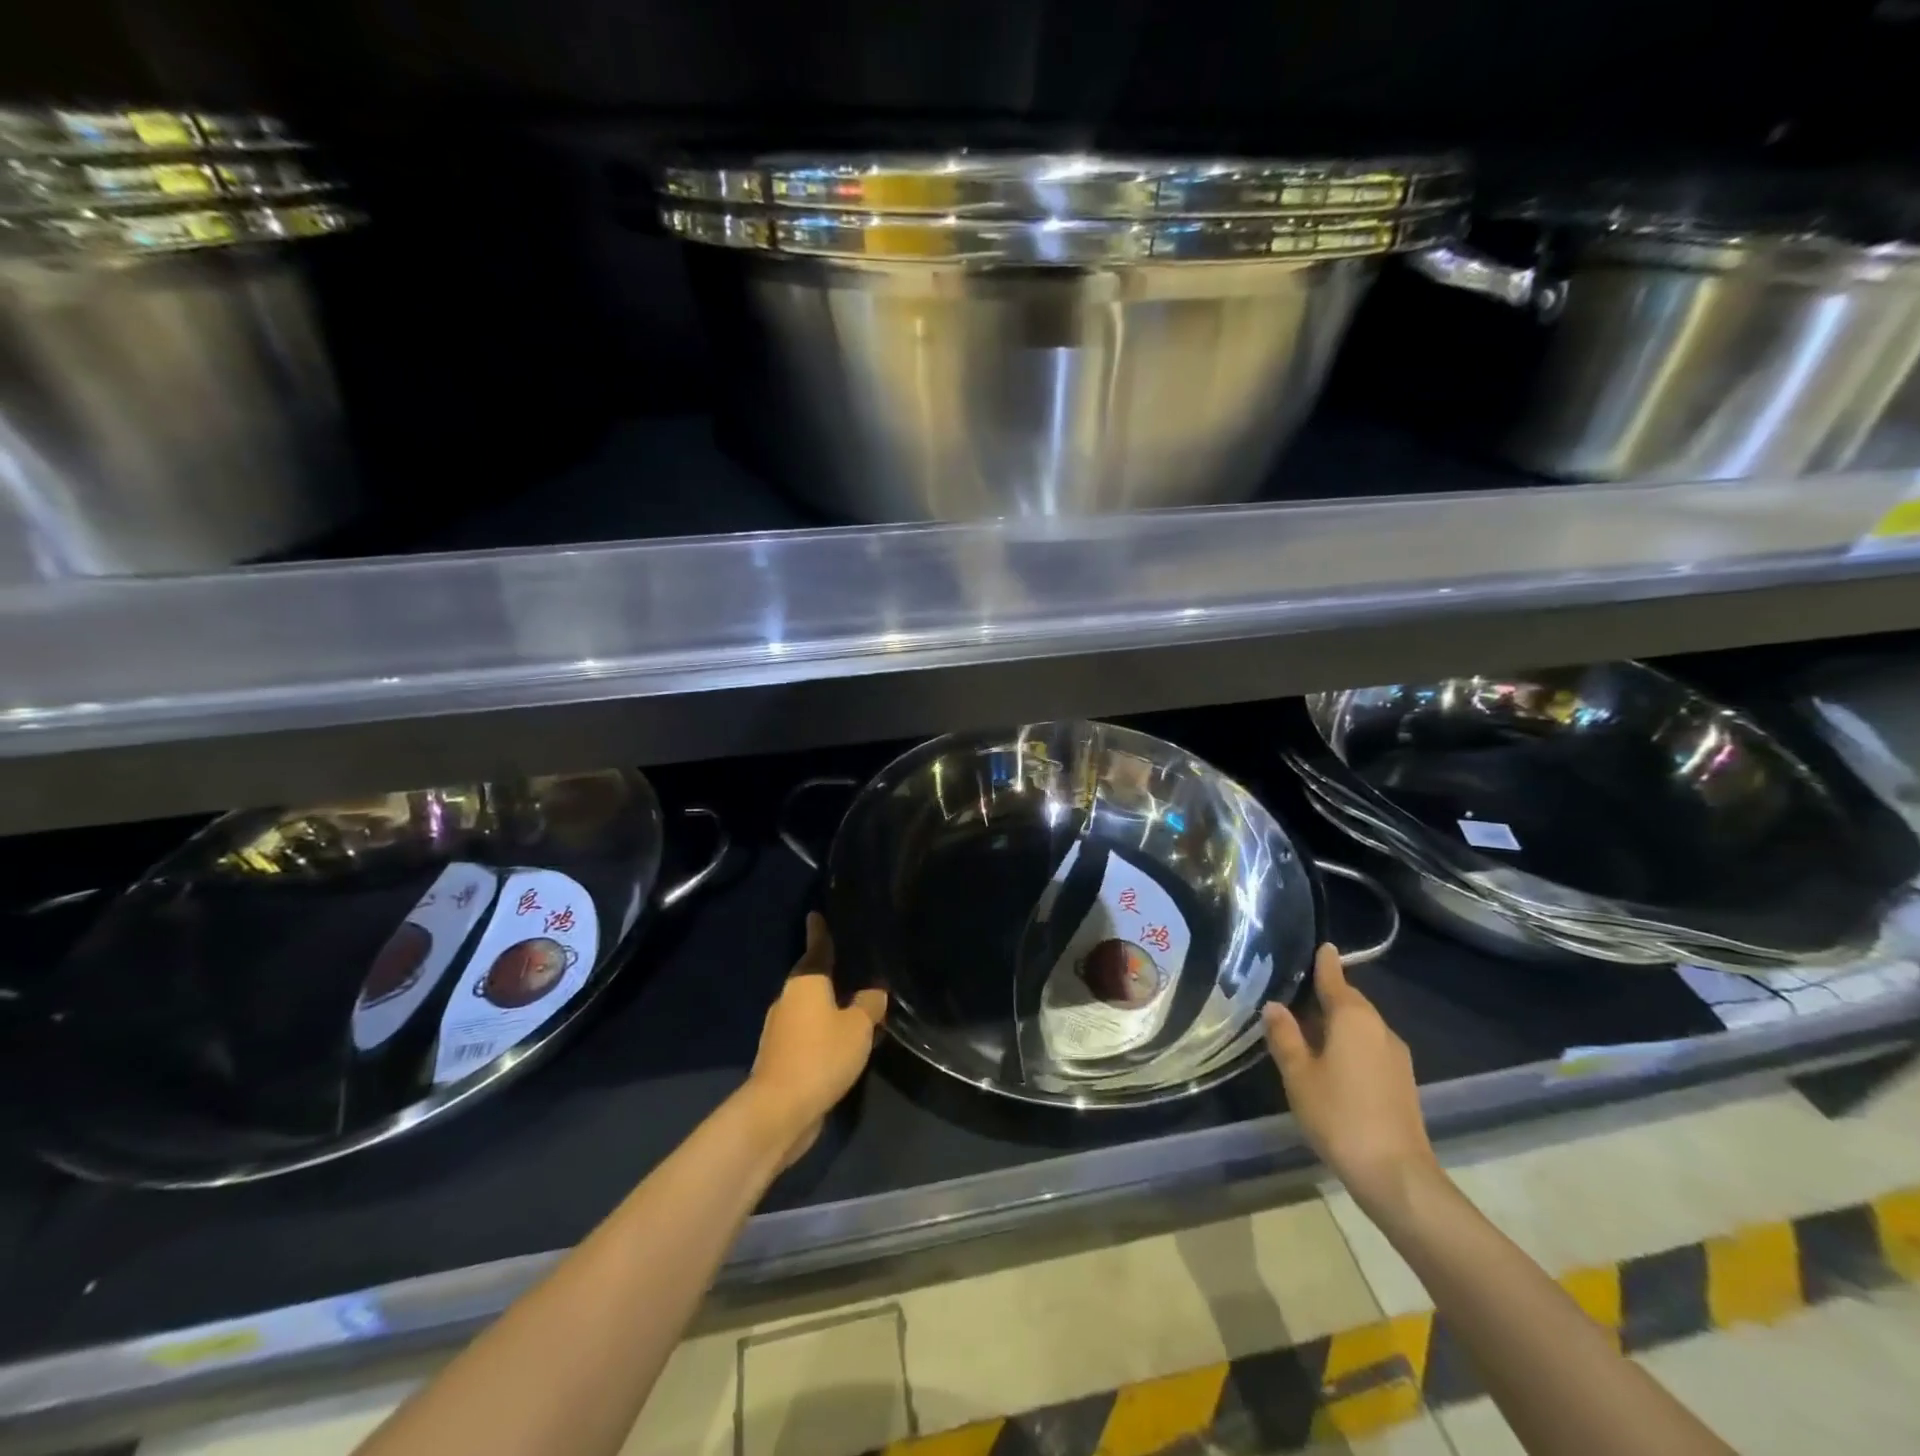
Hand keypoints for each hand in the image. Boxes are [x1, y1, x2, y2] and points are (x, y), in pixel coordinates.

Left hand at [747, 913, 887, 1167]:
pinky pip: (808, 1036)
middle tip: (853, 967)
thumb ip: (869, 1005)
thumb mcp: (858, 1027)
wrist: (779, 1111)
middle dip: (830, 976)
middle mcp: (788, 1001)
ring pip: (810, 1010)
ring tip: (856, 1008)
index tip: (815, 915)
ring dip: (829, 1009)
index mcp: (806, 983)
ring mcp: (780, 1031)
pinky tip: (843, 1044)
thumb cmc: (820, 1056)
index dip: (819, 932)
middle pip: (812, 981)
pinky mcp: (781, 1059)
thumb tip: (874, 992)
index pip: (817, 950)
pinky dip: (824, 1035)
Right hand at [1264, 943, 1436, 1210]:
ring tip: (1308, 1026)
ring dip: (1338, 1022)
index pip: (1336, 980)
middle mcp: (1379, 1029)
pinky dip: (1350, 1043)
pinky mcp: (1402, 1082)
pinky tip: (1331, 1059)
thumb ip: (1285, 1036)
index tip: (1323, 946)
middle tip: (1298, 991)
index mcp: (1353, 1018)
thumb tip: (1274, 1006)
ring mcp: (1396, 1057)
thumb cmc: (1339, 1115)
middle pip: (1351, 1002)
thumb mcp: (1298, 1074)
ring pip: (1361, 1026)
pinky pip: (1370, 1047)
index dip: (1326, 964)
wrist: (1395, 1174)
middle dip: (1328, 994)